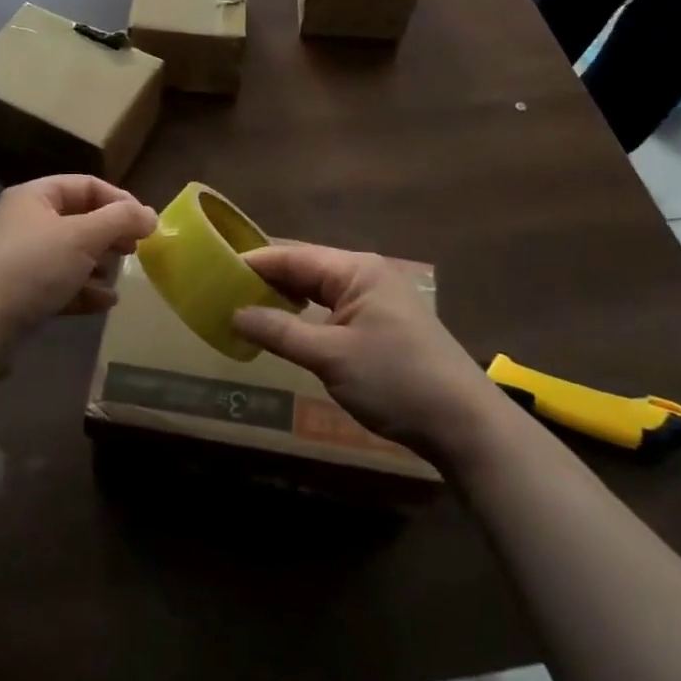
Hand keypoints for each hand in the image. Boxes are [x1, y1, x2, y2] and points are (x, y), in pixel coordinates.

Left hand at [0, 176, 156, 336]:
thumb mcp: (82, 237)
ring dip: (98, 263)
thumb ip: (120, 220)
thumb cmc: (32, 267)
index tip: (146, 223)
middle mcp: (25, 221)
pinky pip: (59, 283)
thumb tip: (150, 214)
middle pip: (79, 219)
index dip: (120, 200)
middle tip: (135, 249)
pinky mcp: (19, 293)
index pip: (86, 185)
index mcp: (35, 196)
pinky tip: (104, 303)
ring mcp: (20, 259)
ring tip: (119, 276)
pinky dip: (83, 290)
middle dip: (110, 233)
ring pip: (70, 253)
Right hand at [233, 244, 492, 468]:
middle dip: (267, 278)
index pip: (293, 256)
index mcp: (355, 270)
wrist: (465, 424)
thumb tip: (236, 313)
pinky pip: (335, 309)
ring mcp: (378, 299)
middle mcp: (366, 275)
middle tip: (224, 291)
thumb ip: (280, 332)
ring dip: (286, 297)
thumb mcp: (331, 357)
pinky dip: (308, 315)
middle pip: (306, 268)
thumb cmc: (396, 380)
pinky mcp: (385, 324)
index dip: (254, 262)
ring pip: (320, 289)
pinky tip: (289, 328)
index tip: (215, 269)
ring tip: (247, 307)